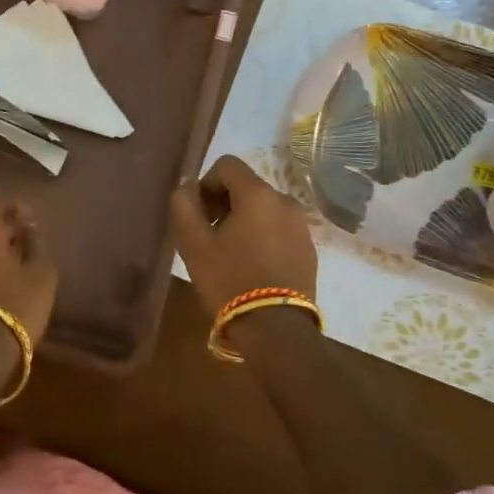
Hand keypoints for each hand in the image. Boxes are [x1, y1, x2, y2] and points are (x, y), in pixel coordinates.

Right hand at [170, 156, 317, 323]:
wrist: (276, 329)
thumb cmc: (229, 280)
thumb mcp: (193, 243)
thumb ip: (184, 205)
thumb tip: (188, 186)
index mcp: (257, 194)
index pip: (227, 165)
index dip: (206, 183)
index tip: (199, 214)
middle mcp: (284, 201)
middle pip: (247, 186)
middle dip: (224, 203)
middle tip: (210, 236)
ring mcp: (301, 225)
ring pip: (264, 208)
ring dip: (244, 220)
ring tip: (231, 254)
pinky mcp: (309, 248)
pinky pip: (279, 228)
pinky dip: (263, 236)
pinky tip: (252, 266)